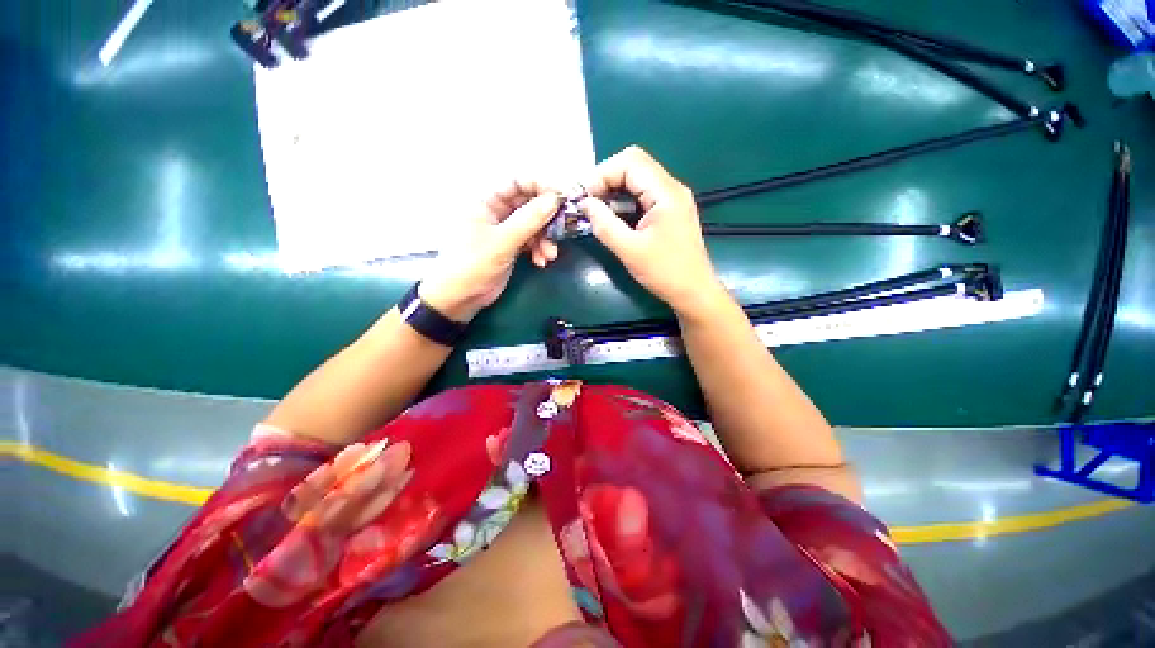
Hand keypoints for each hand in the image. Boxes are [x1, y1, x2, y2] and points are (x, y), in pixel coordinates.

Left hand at [419, 181, 562, 321]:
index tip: (562, 198)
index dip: (541, 186)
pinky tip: (541, 262)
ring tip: (549, 255)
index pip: (517, 182)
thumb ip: (529, 220)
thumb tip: (554, 199)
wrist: (459, 298)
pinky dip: (539, 250)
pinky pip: (531, 241)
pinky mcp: (510, 246)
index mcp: (486, 201)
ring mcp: (504, 230)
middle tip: (562, 230)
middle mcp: (496, 211)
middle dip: (547, 219)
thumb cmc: (472, 264)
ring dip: (545, 239)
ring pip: (533, 225)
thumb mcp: (502, 242)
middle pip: (529, 204)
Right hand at [580, 146, 723, 314]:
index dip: (602, 174)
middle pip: (634, 165)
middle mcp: (671, 188)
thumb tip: (584, 204)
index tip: (584, 197)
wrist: (693, 292)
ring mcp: (672, 199)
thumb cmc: (664, 273)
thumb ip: (605, 225)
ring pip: (637, 179)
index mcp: (666, 193)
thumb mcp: (629, 250)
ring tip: (595, 208)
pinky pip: (643, 195)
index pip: (630, 162)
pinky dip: (624, 200)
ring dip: (614, 189)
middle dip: (606, 179)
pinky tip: (612, 216)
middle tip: (588, 201)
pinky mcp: (669, 211)